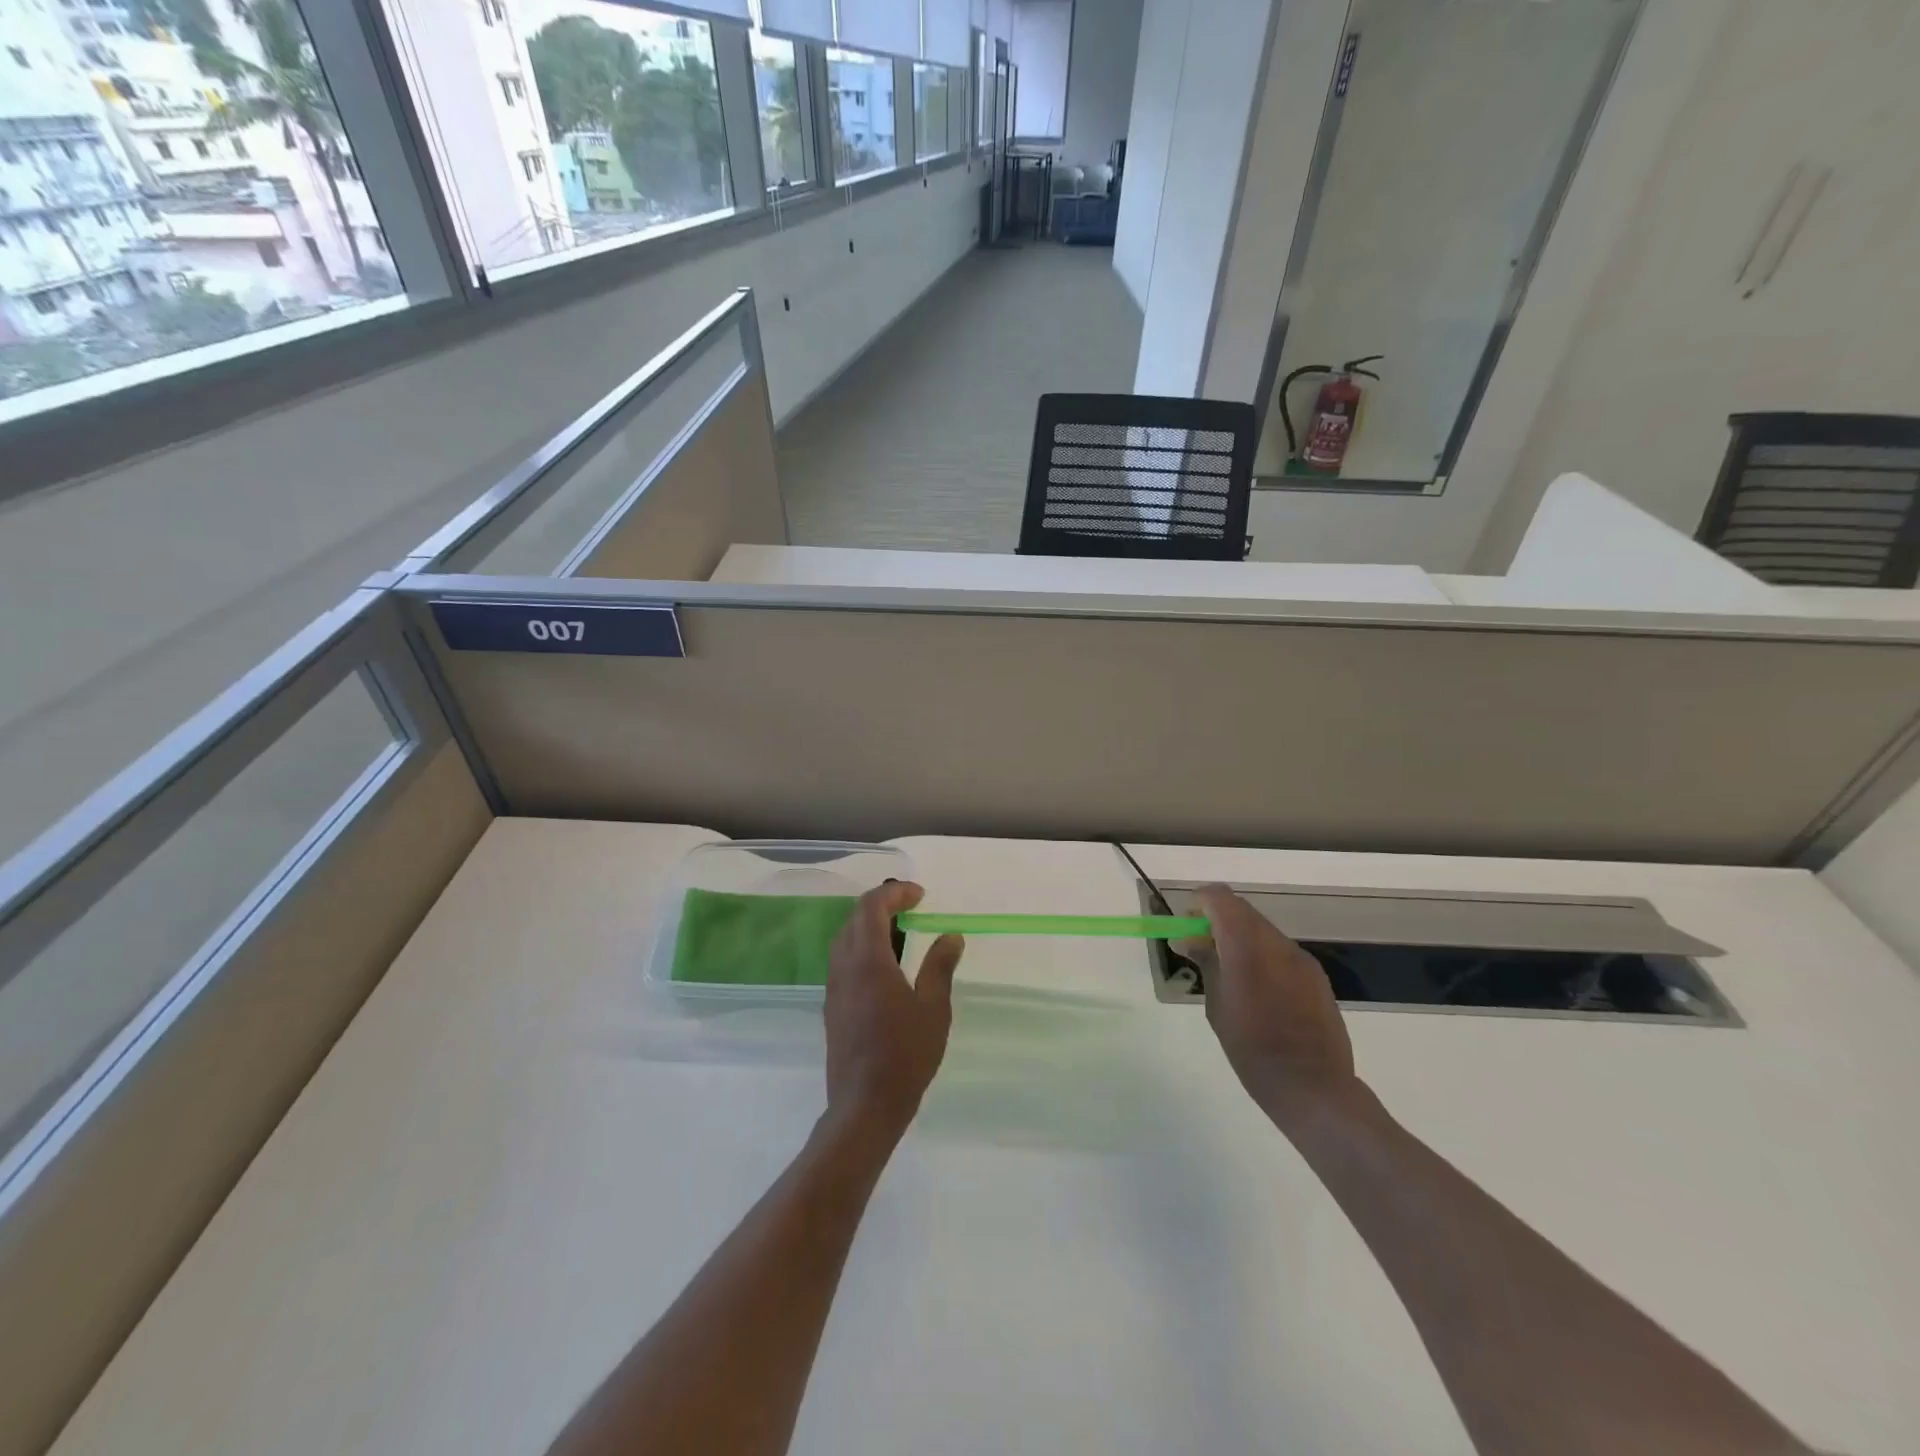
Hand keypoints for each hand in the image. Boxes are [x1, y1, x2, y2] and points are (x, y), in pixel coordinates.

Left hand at [823, 881, 964, 1147]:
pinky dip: (863, 948)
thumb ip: (940, 967)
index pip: (871, 907)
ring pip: (845, 940)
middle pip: (854, 919)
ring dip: (870, 926)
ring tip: (901, 933)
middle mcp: (843, 967)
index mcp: (867, 960)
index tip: (920, 896)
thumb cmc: (905, 1055)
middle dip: (881, 905)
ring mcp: (834, 988)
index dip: (895, 893)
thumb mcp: (933, 1008)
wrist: (864, 1106)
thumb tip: (950, 936)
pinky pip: (843, 961)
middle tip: (912, 908)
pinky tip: (886, 967)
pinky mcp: (832, 1007)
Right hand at [1178, 885, 1357, 1125]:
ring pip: (1262, 930)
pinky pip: (1281, 952)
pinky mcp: (1316, 976)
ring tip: (1228, 974)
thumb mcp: (1217, 1006)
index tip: (1187, 926)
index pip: (1220, 898)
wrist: (1314, 1087)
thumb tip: (1188, 940)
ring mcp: (1301, 958)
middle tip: (1201, 950)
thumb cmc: (1252, 1050)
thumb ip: (1206, 964)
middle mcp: (1277, 943)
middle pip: (1242, 911)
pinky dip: (1262, 955)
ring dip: (1240, 939)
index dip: (1200, 903)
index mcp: (1246, 947)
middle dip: (1218, 921)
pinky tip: (1258, 990)